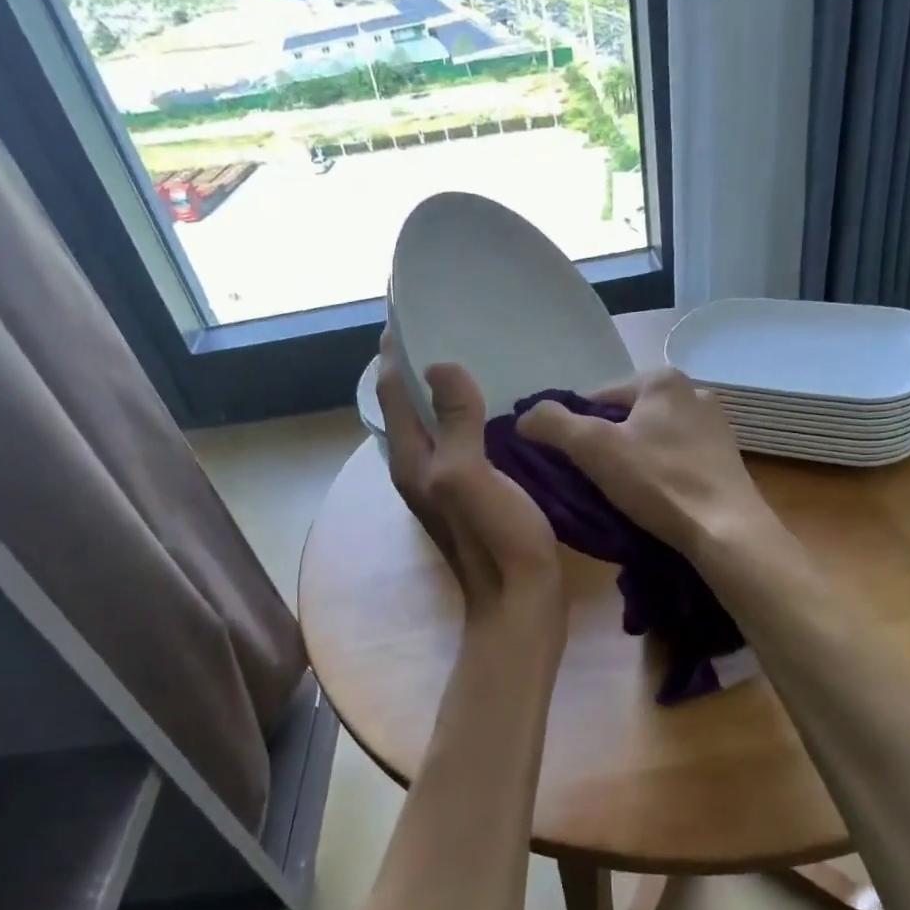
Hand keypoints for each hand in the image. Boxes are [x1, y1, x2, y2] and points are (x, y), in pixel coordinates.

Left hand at [378, 337, 563, 626]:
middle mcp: (420, 466)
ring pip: (438, 420)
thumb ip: (454, 421)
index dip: (395, 348)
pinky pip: (465, 437)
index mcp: (411, 458)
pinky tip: (502, 403)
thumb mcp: (468, 475)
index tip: (412, 306)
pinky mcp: (474, 491)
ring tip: (477, 350)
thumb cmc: (495, 539)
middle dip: (421, 361)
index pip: (389, 389)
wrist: (520, 603)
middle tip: (451, 320)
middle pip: (410, 402)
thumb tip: (439, 365)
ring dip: (448, 387)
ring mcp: (446, 481)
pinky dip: (473, 412)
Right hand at [516, 367, 777, 559]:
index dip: (572, 428)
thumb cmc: (658, 482)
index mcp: (662, 378)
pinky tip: (653, 498)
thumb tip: (524, 417)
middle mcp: (694, 390)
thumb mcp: (594, 448)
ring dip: (632, 460)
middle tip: (591, 481)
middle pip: (626, 417)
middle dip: (606, 444)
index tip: (565, 463)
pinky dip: (659, 473)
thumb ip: (552, 424)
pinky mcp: (726, 458)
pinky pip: (676, 458)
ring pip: (652, 438)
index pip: (596, 397)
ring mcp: (715, 426)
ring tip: (620, 494)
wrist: (726, 530)